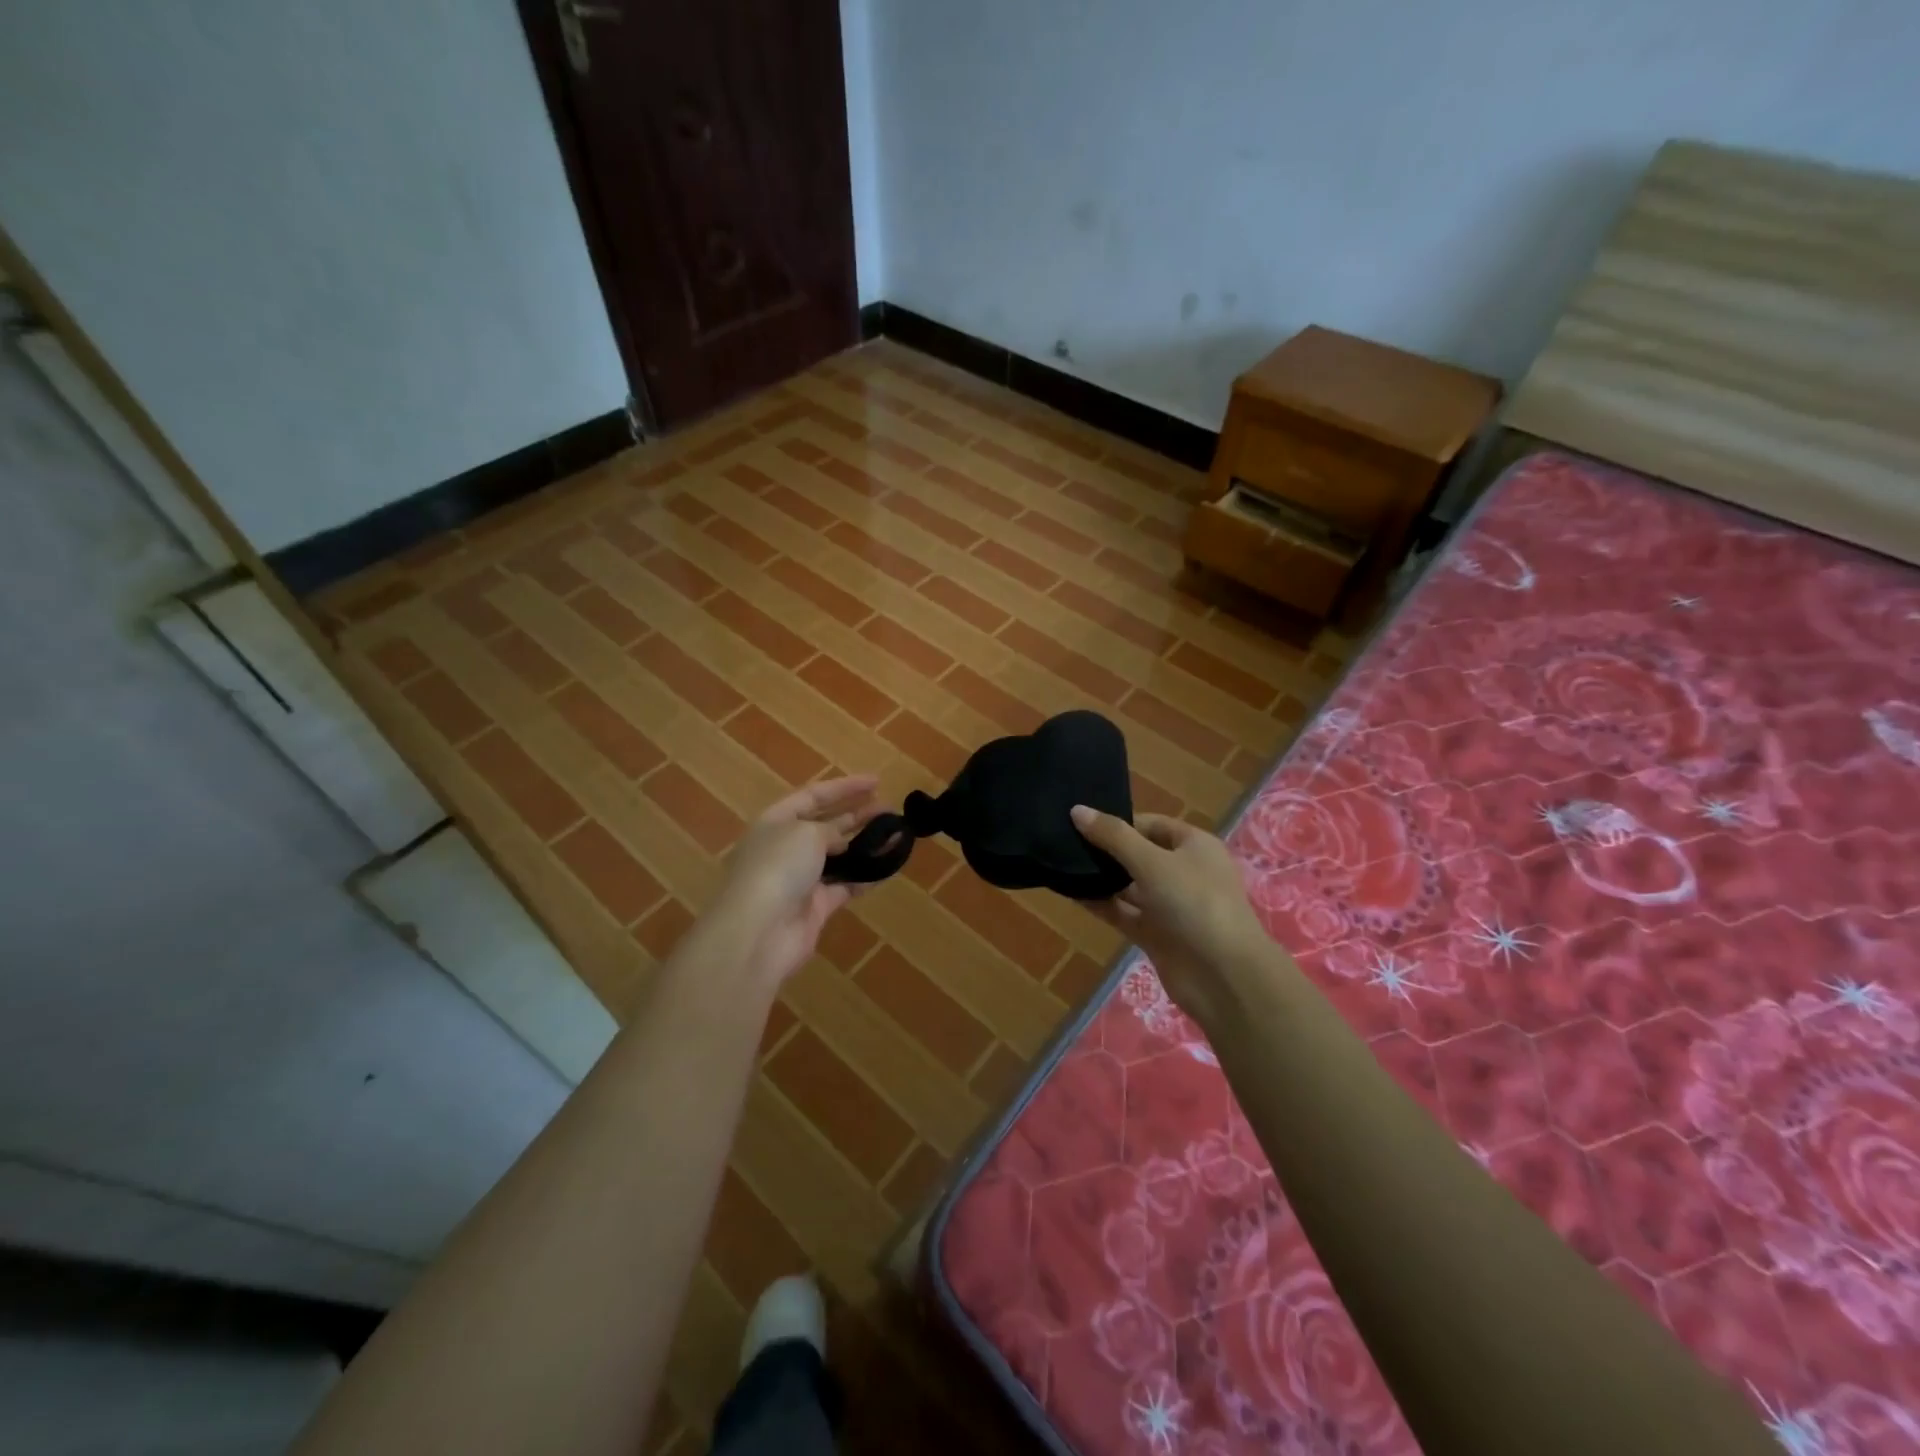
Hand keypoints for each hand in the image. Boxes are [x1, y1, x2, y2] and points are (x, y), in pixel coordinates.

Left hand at [704, 776, 881, 992]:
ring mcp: (800, 879)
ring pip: (838, 856)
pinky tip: (889, 867)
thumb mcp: (807, 833)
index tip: (877, 782)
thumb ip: (829, 830)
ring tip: (895, 834)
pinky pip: (846, 886)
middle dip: (858, 814)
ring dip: (865, 844)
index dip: (845, 786)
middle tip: (890, 808)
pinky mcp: (815, 907)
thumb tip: (840, 841)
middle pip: (826, 824)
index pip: (813, 795)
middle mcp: (786, 847)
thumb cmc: (778, 867)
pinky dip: (866, 876)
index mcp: (776, 821)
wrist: (759, 931)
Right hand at [1070, 806, 1275, 1022]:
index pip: (1151, 824)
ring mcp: (1170, 905)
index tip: (1080, 822)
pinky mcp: (1156, 934)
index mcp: (1194, 846)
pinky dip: (1101, 904)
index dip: (1118, 821)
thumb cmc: (1194, 903)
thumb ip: (1113, 836)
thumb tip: (1076, 810)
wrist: (1224, 977)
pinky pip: (1123, 912)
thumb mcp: (1152, 862)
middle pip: (1138, 854)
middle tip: (1063, 841)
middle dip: (1105, 850)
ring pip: (1129, 885)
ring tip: (1060, 864)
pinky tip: (1070, 893)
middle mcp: (1183, 872)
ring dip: (1100, 878)